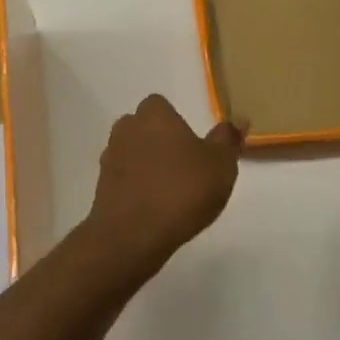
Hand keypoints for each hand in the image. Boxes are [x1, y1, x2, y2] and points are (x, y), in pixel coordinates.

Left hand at [82, 94, 242, 281]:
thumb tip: (237, 119)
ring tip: (170, 191)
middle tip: (184, 168)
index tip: (192, 145)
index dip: (175, 122)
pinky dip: (136, 187)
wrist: (133, 234)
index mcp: (154, 115)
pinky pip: (123, 179)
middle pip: (144, 127)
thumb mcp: (220, 164)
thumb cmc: (182, 190)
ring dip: (146, 165)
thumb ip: (228, 139)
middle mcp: (127, 129)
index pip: (160, 105)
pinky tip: (154, 208)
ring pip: (132, 153)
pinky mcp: (101, 187)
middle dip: (159, 142)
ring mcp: (110, 158)